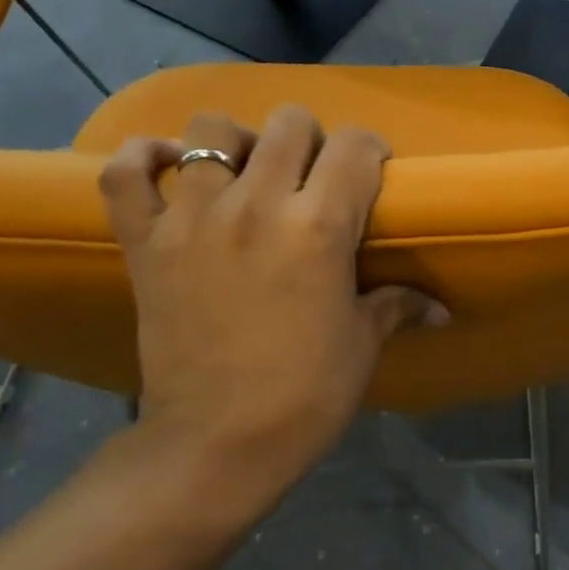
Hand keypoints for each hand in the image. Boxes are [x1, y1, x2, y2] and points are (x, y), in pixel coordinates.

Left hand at [98, 107, 446, 519]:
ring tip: (245, 174)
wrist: (215, 446)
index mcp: (319, 227)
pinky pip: (126, 174)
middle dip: (311, 140)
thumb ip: (399, 306)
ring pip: (211, 130)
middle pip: (289, 123)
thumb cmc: (304, 396)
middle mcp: (256, 205)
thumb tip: (443, 309)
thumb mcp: (362, 344)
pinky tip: (170, 168)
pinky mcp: (145, 242)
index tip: (370, 173)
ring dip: (237, 142)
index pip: (356, 147)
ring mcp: (192, 218)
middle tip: (311, 178)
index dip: (370, 152)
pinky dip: (144, 159)